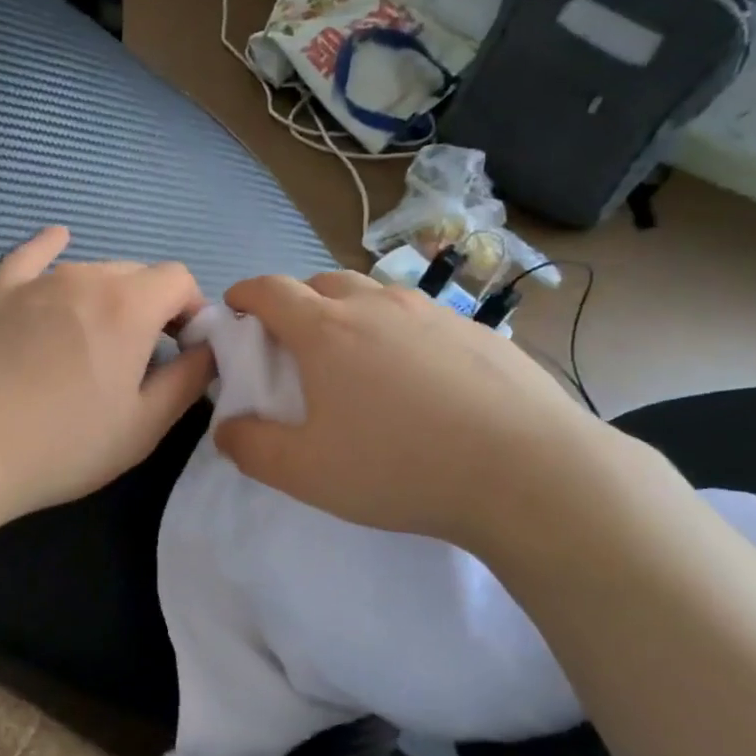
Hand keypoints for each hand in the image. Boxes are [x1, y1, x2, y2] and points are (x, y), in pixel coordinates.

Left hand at [0, 227, 215, 520]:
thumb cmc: (63, 445)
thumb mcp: (144, 425)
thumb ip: (188, 379)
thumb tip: (209, 350)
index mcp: (129, 305)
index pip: (179, 279)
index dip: (192, 311)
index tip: (184, 350)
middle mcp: (86, 277)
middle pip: (137, 273)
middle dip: (154, 306)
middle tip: (145, 356)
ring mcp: (36, 281)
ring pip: (91, 271)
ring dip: (110, 297)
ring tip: (99, 340)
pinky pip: (32, 257)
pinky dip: (51, 248)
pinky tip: (59, 238)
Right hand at [215, 271, 635, 561]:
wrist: (528, 472)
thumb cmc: (400, 467)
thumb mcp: (306, 473)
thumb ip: (251, 448)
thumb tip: (227, 429)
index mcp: (327, 330)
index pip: (270, 290)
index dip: (244, 294)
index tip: (235, 310)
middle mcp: (378, 306)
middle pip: (322, 282)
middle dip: (297, 303)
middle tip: (294, 345)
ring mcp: (433, 313)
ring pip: (376, 295)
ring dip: (351, 313)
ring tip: (357, 360)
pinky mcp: (478, 331)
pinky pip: (421, 318)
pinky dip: (400, 333)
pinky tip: (419, 380)